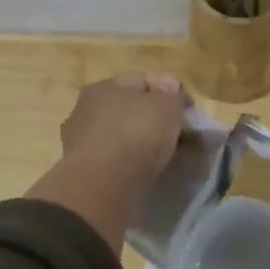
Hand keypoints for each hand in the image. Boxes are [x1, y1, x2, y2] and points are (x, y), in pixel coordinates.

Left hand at [28, 73, 187, 252]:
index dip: (169, 93)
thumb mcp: (166, 106)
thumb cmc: (135, 136)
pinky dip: (127, 163)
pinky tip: (142, 172)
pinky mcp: (83, 169)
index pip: (142, 81)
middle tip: (176, 135)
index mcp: (104, 86)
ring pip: (119, 134)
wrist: (102, 187)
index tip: (188, 113)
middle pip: (128, 108)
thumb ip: (171, 93)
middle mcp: (87, 108)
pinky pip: (113, 159)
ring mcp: (81, 140)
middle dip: (152, 119)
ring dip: (138, 142)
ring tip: (161, 157)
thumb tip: (168, 87)